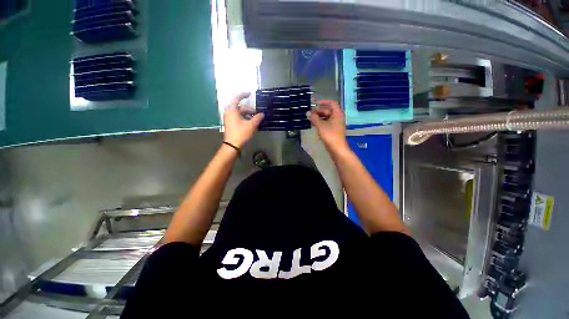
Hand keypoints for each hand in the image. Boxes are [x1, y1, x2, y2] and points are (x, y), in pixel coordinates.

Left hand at [223, 93, 263, 147]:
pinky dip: (244, 118)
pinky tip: (251, 123)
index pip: (237, 98)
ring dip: (248, 114)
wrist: (232, 145)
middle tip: (258, 113)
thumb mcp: (251, 125)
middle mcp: (229, 112)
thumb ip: (257, 118)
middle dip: (249, 109)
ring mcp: (229, 118)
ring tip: (256, 119)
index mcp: (232, 110)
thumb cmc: (241, 133)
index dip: (244, 94)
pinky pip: (238, 117)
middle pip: (240, 107)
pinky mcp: (230, 124)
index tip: (250, 94)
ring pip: (239, 113)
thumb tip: (262, 114)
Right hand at [308, 100, 348, 152]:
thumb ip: (314, 118)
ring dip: (319, 118)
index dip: (323, 102)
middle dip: (318, 111)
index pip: (331, 103)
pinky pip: (327, 123)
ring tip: (310, 119)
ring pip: (327, 118)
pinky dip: (321, 123)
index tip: (314, 104)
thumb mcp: (320, 125)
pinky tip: (314, 125)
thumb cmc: (330, 135)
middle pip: (328, 111)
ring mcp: (336, 124)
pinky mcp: (334, 130)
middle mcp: (338, 117)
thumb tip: (308, 113)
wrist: (337, 148)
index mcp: (337, 113)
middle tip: (309, 113)